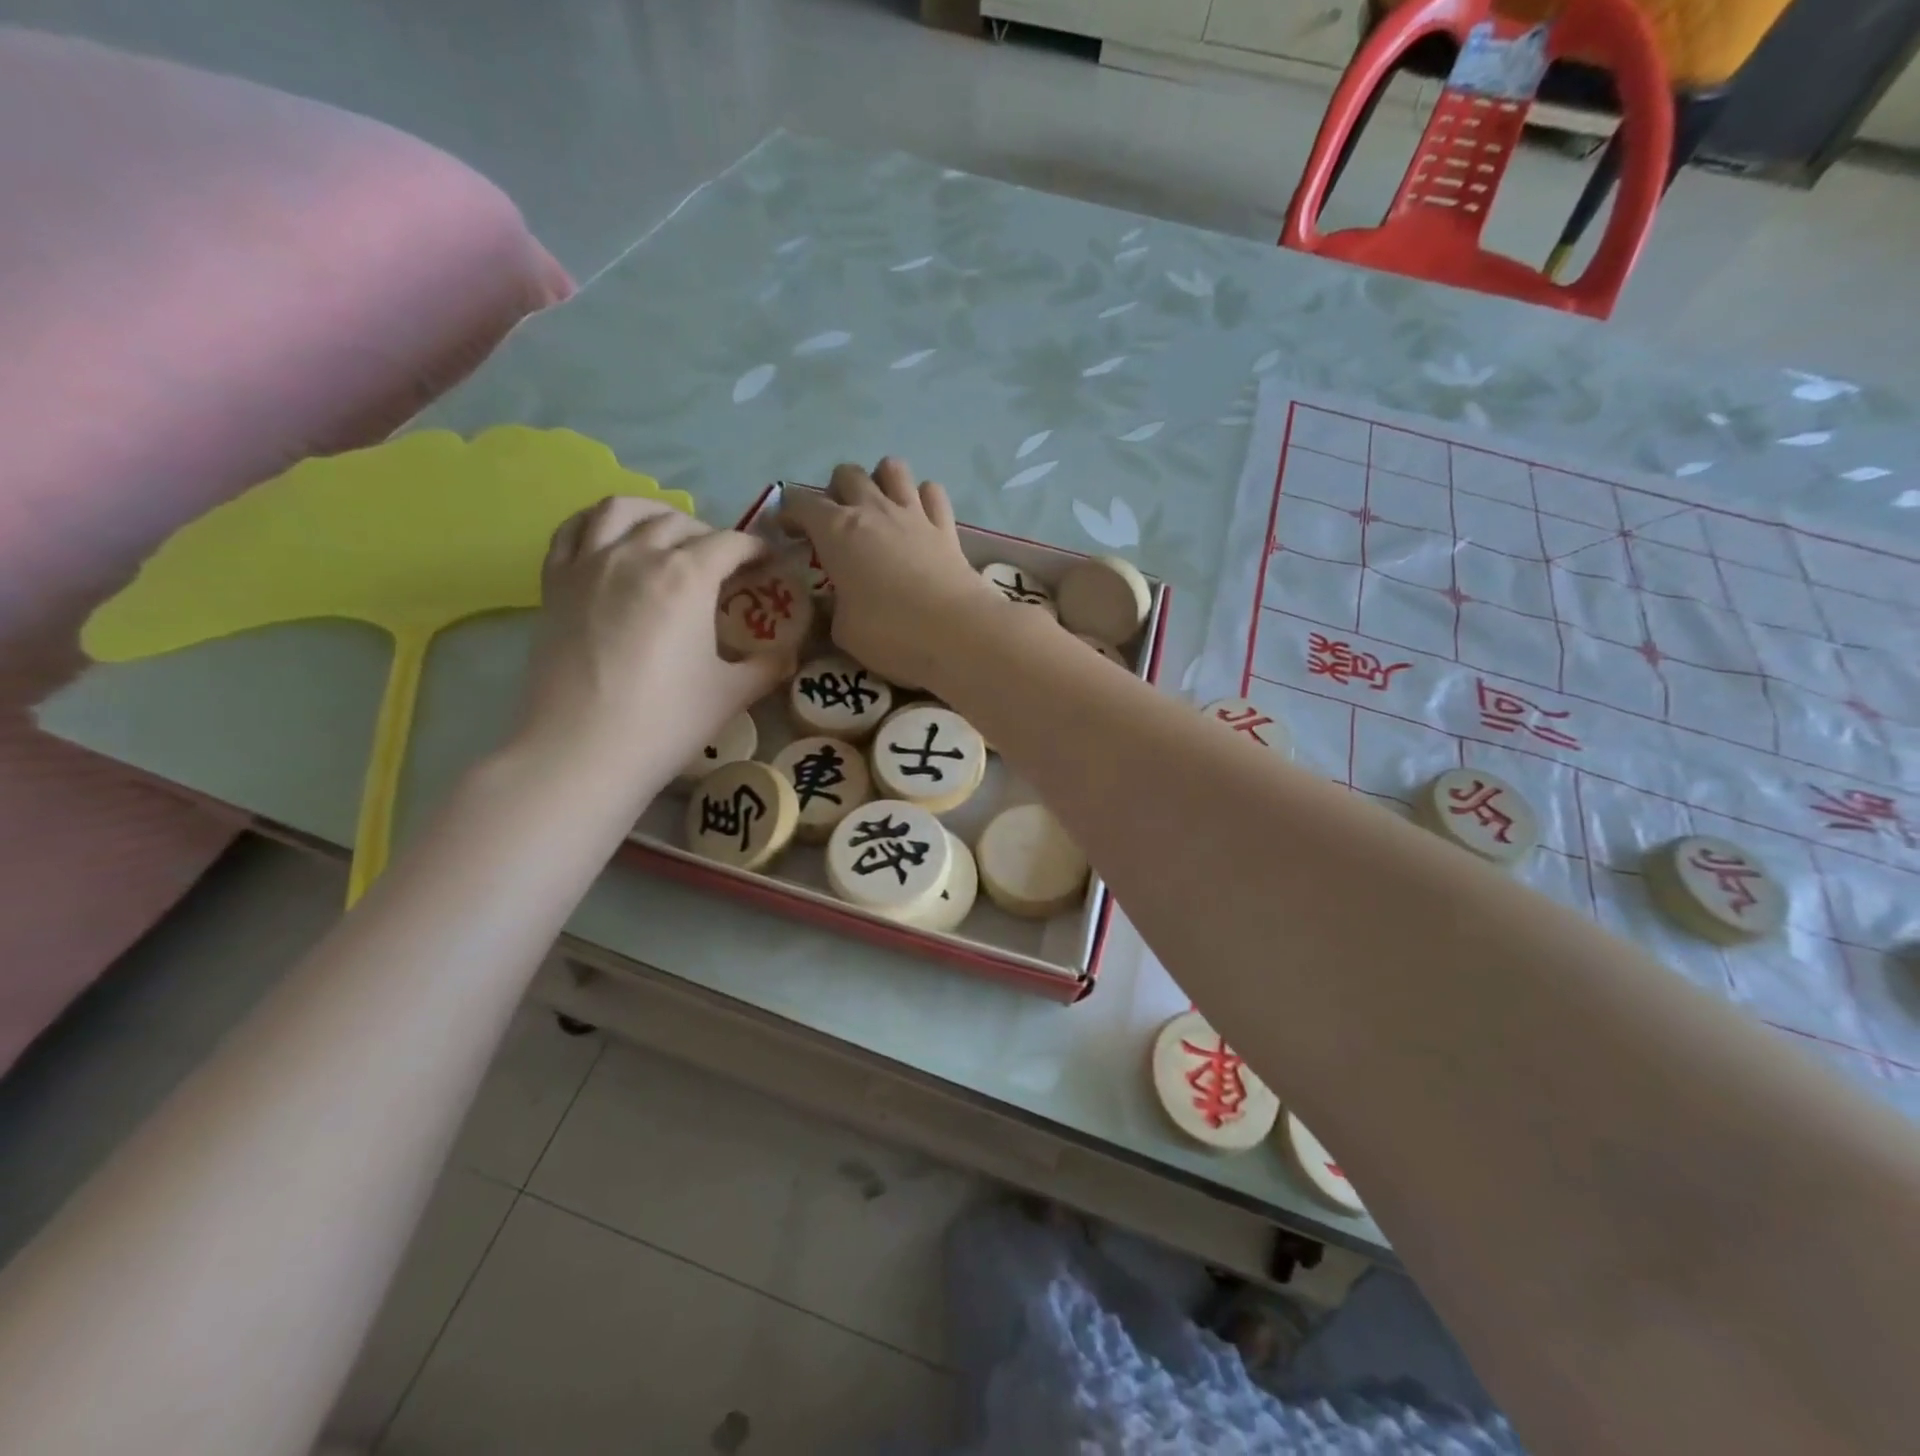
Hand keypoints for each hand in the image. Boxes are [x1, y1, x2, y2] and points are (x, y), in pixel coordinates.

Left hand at [517, 497, 787, 800]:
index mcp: (687, 577)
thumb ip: (766, 666)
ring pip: (621, 510)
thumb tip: (789, 655)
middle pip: (679, 523)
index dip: (756, 549)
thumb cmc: (665, 721)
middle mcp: (637, 555)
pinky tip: (611, 539)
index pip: (731, 543)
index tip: (769, 562)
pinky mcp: (555, 583)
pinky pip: (573, 531)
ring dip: (653, 513)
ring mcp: (589, 564)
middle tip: (725, 564)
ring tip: (668, 533)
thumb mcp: (731, 695)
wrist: (582, 751)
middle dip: (711, 536)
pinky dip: (597, 523)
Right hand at [780, 458, 993, 687]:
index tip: (787, 534)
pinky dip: (922, 499)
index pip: (801, 503)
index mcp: (837, 531)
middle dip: (836, 492)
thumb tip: (834, 602)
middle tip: (837, 526)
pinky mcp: (946, 527)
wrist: (957, 633)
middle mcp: (873, 510)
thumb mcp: (843, 630)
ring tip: (879, 512)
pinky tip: (919, 520)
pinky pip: (932, 492)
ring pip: (892, 468)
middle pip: (847, 473)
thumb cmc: (890, 633)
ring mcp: (913, 514)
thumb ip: (833, 608)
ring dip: (880, 482)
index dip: (789, 514)